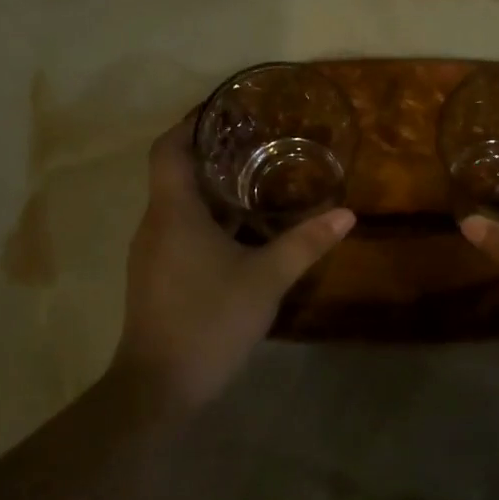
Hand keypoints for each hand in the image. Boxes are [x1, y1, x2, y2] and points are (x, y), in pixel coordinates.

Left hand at [114, 116, 354, 414]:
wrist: (158, 388)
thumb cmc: (209, 320)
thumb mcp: (266, 279)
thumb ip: (305, 243)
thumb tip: (347, 214)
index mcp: (173, 212)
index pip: (168, 148)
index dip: (191, 123)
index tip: (223, 111)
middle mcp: (154, 224)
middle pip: (174, 172)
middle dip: (210, 154)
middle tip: (254, 142)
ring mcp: (151, 252)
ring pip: (177, 204)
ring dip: (210, 189)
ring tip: (254, 180)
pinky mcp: (155, 276)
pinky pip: (178, 229)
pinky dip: (205, 218)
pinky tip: (239, 232)